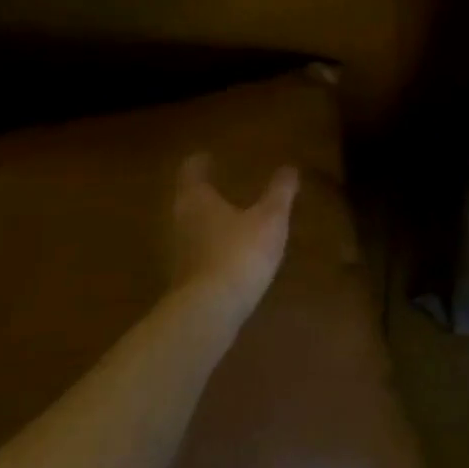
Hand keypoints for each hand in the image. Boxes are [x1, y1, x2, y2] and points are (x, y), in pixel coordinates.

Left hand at [170, 153, 298, 315]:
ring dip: (208, 219)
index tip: (208, 156)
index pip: (192, 170)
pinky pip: (198, 252)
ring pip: (192, 226)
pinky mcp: (185, 278)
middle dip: (204, 191)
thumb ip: (279, 192)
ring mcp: (179, 252)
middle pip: (189, 198)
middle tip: (222, 183)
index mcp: (197, 198)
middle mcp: (181, 220)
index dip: (200, 162)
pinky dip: (212, 246)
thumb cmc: (239, 253)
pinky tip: (231, 253)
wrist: (209, 311)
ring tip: (231, 217)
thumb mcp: (270, 219)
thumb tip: (289, 168)